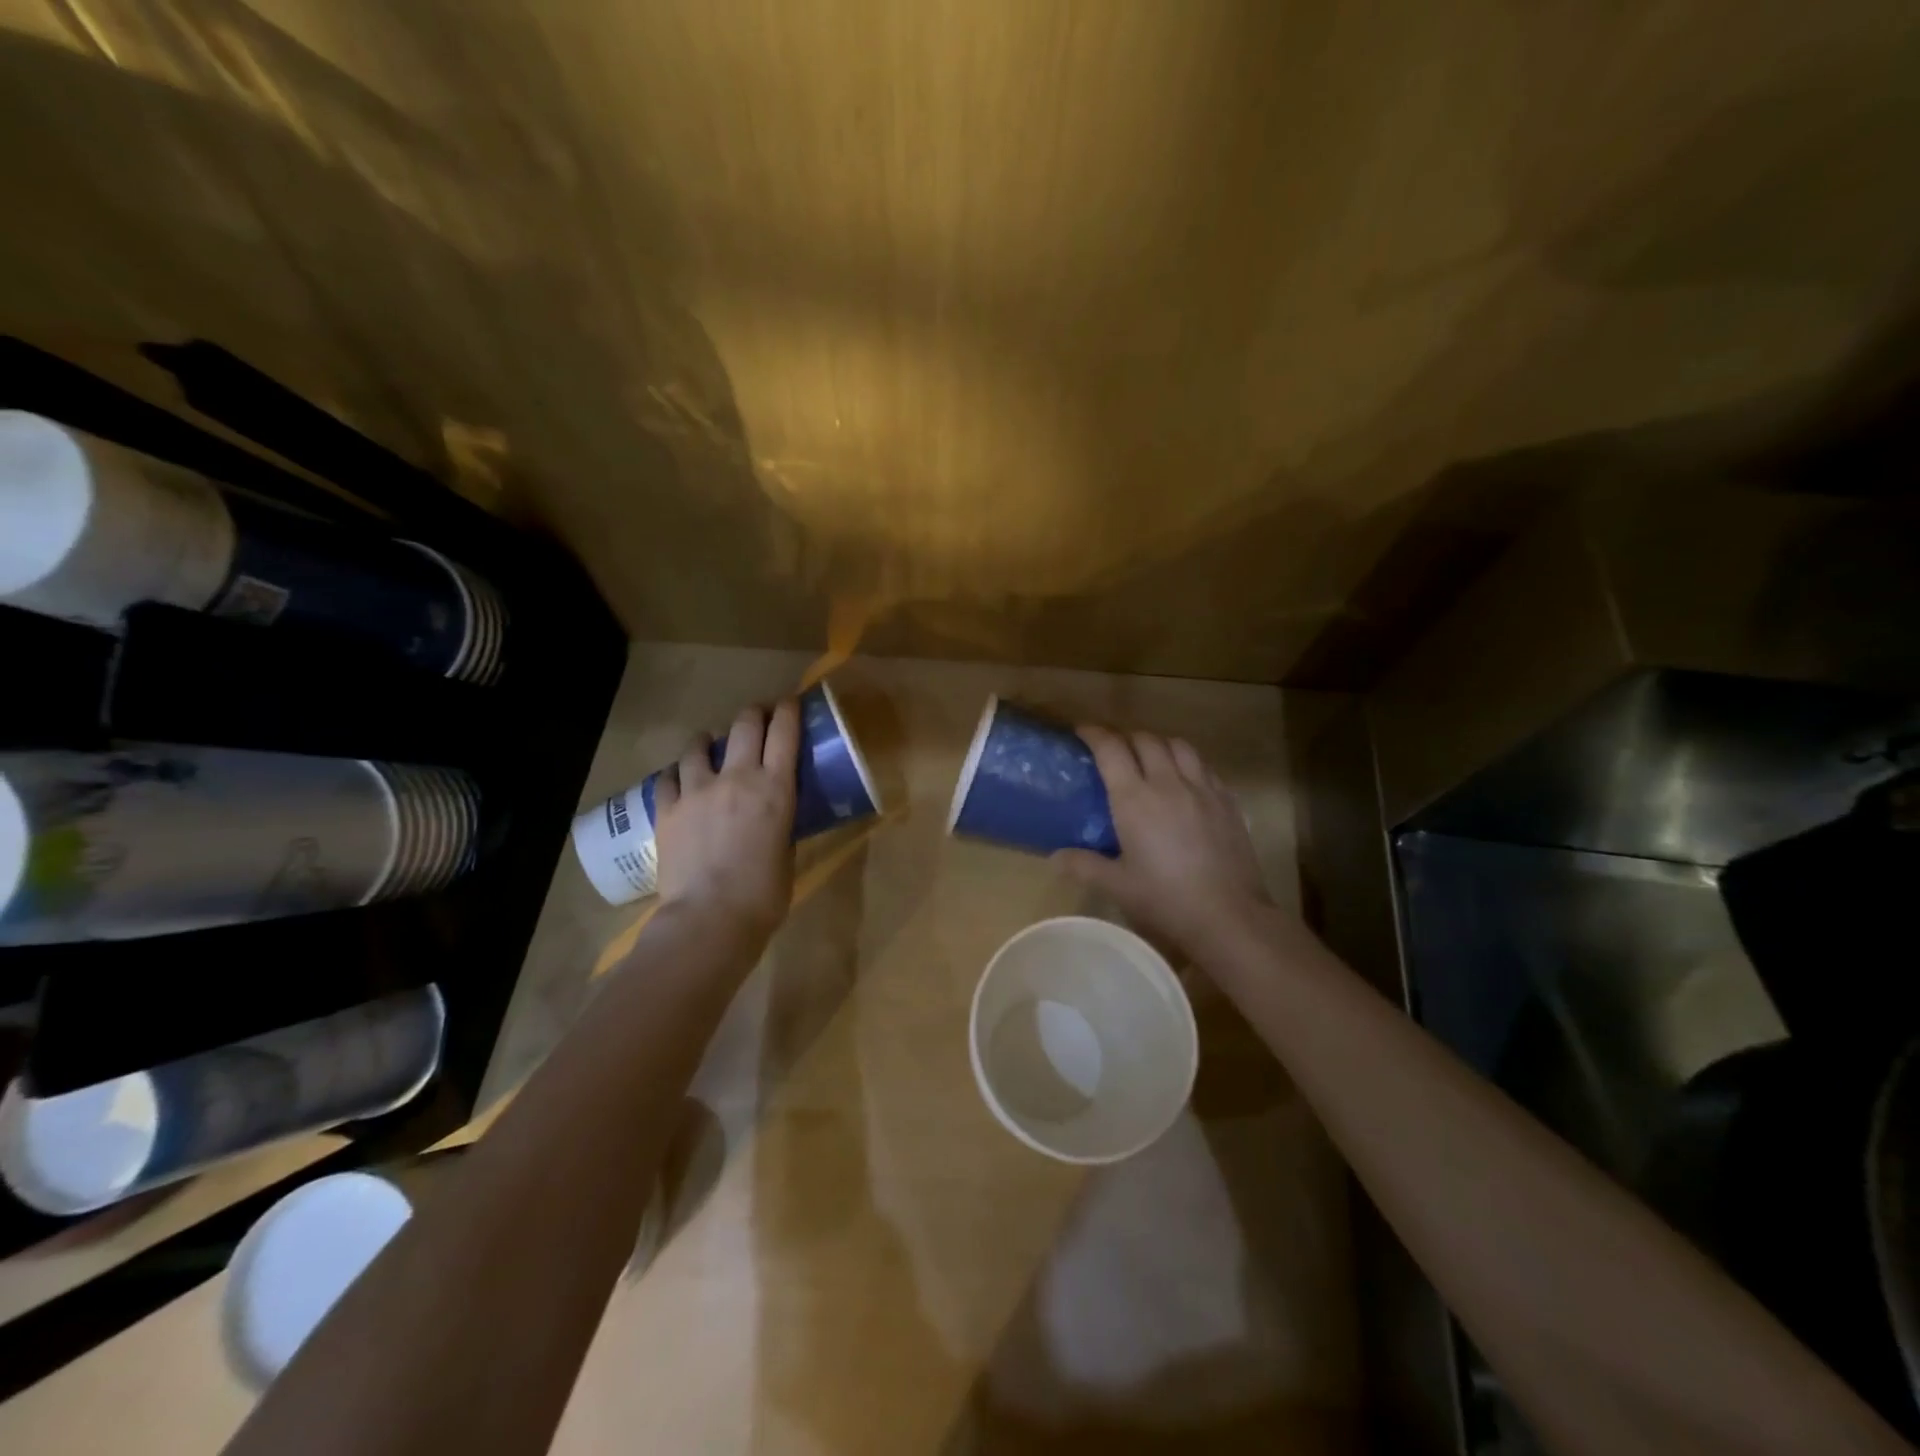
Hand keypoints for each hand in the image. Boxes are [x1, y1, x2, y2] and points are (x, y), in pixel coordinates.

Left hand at [652, 699, 799, 945]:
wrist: (709, 919)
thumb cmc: (763, 896)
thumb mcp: (787, 854)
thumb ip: (782, 827)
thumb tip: (775, 819)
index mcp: (775, 788)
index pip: (785, 732)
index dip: (789, 709)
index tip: (791, 703)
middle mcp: (737, 778)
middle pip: (745, 725)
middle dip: (754, 713)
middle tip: (758, 718)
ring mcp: (697, 790)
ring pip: (701, 745)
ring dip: (709, 739)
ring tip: (710, 744)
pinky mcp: (668, 809)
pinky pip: (669, 777)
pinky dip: (677, 772)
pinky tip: (679, 777)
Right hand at [1053, 726, 1272, 959]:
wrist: (1229, 916)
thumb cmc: (1166, 901)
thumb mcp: (1117, 886)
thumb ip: (1084, 865)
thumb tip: (1054, 857)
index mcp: (1135, 799)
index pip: (1111, 749)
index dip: (1094, 734)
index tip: (1082, 733)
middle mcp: (1168, 783)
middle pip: (1145, 740)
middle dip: (1125, 738)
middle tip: (1114, 752)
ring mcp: (1203, 789)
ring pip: (1179, 745)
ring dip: (1159, 745)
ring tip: (1150, 759)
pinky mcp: (1228, 800)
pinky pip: (1204, 766)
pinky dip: (1188, 763)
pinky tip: (1184, 782)